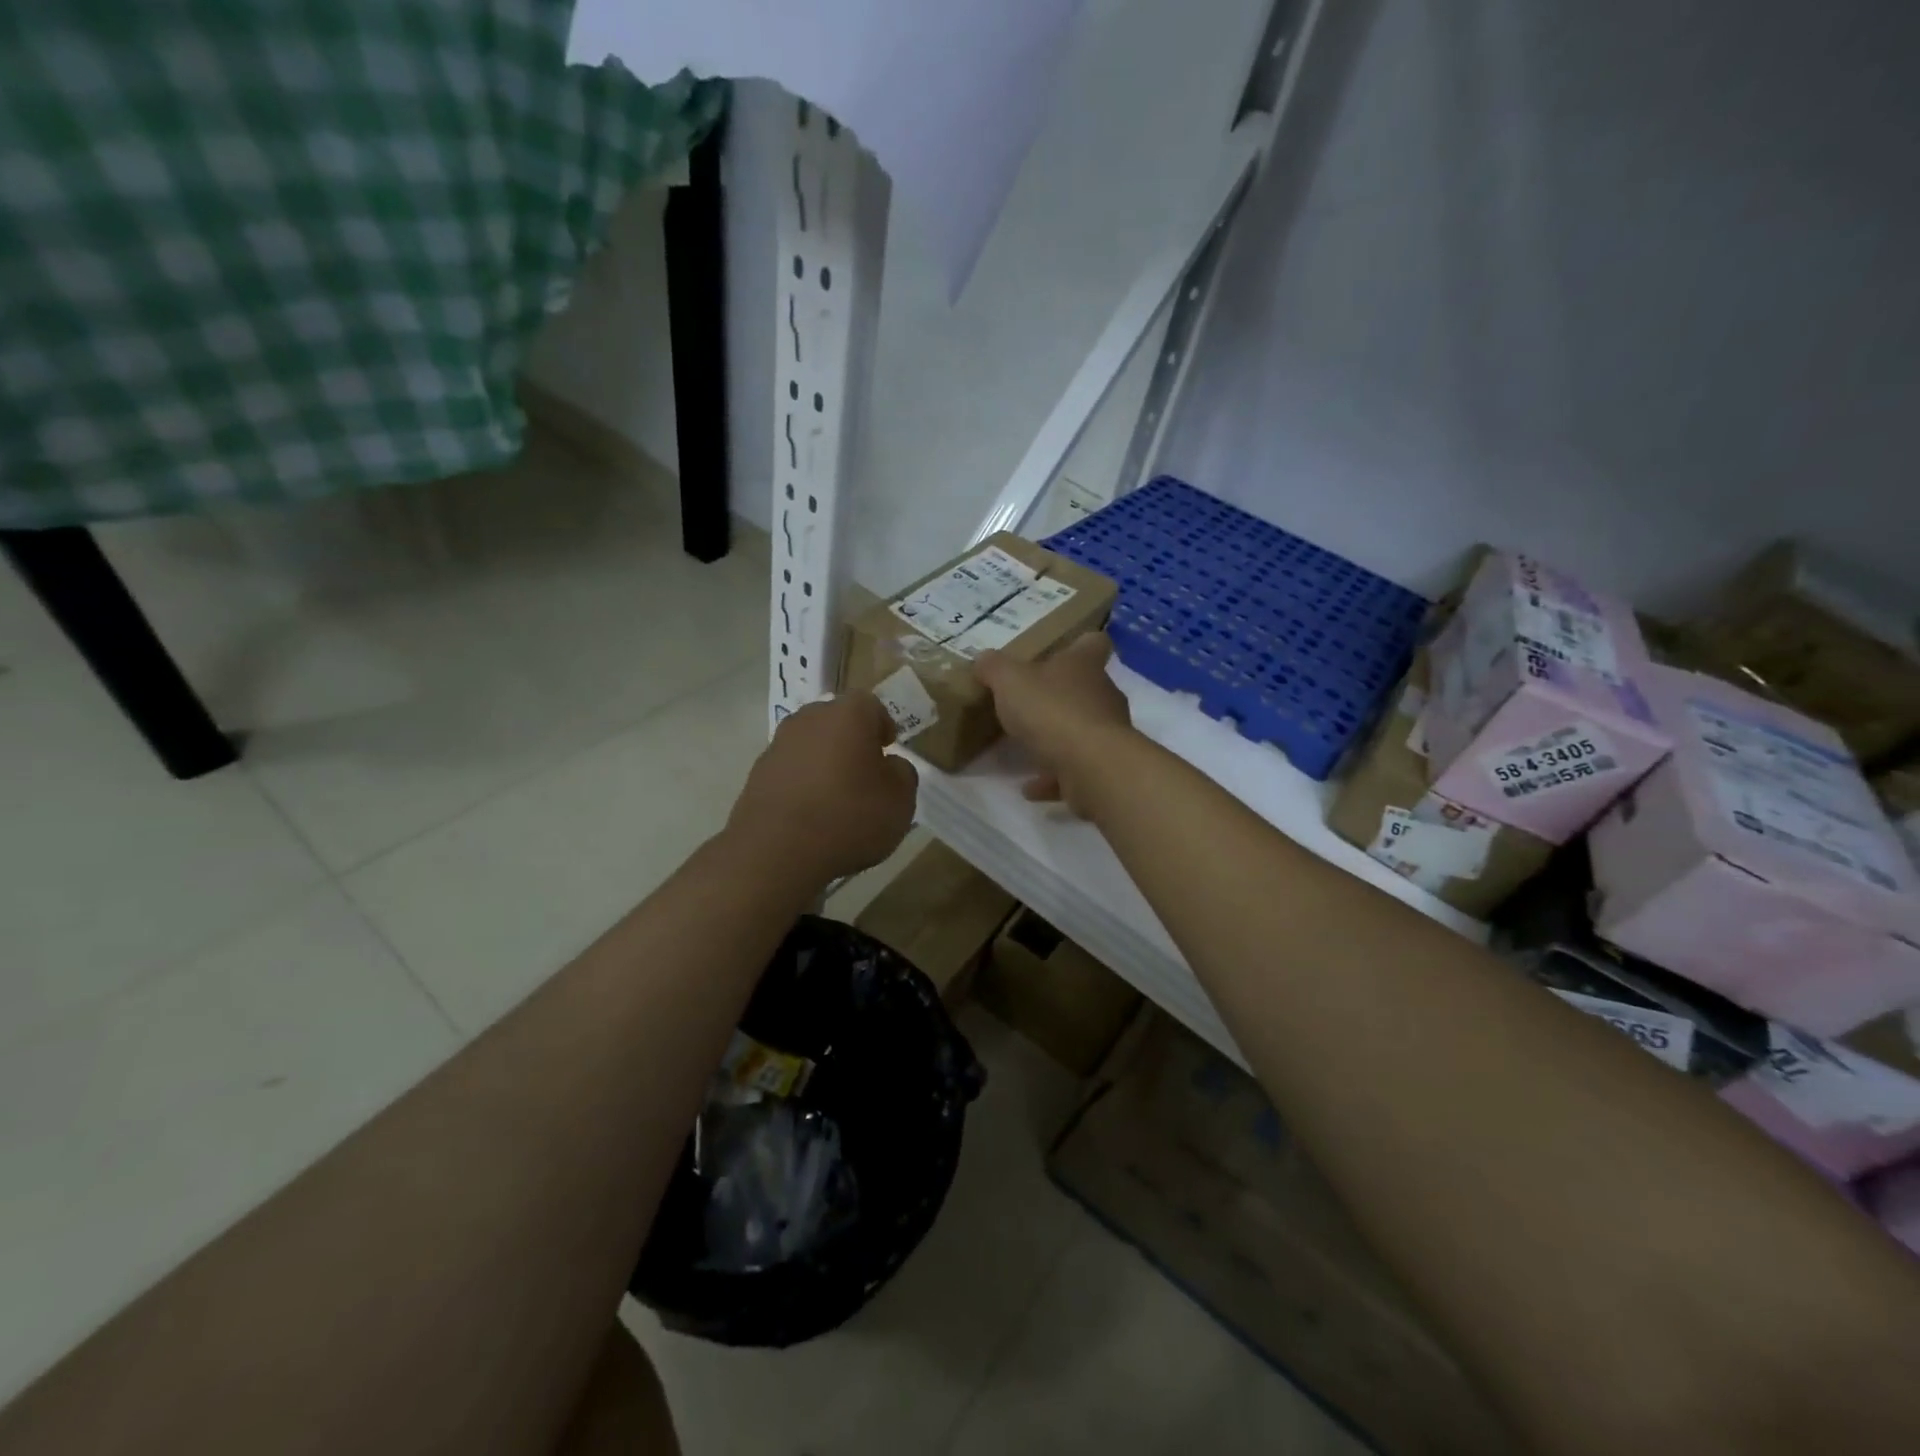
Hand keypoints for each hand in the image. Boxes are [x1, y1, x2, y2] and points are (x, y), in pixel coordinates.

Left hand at [727, 694, 918, 880]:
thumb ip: (902, 773)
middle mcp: (809, 720)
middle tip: (865, 772)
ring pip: (810, 744)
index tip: (888, 750)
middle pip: (836, 720)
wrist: (778, 852)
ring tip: (837, 797)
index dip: (883, 726)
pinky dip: (802, 783)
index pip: (870, 705)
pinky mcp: (757, 774)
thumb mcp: (900, 800)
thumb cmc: (850, 817)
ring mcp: (778, 745)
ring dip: (824, 761)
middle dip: (851, 740)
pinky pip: (790, 770)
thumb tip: (889, 766)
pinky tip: (811, 814)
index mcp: (848, 715)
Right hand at [974, 634, 1135, 813]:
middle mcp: (1103, 695)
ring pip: (1082, 730)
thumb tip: (983, 659)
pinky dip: (1054, 777)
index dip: (1080, 644)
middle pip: (1087, 688)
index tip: (1063, 650)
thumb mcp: (1009, 681)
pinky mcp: (1103, 768)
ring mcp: (1107, 734)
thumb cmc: (1051, 710)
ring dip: (1056, 740)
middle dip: (1060, 697)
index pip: (1093, 642)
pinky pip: (1075, 769)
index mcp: (1084, 665)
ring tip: (1025, 749)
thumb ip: (994, 668)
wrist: (1090, 766)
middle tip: (1030, 704)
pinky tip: (1029, 787)